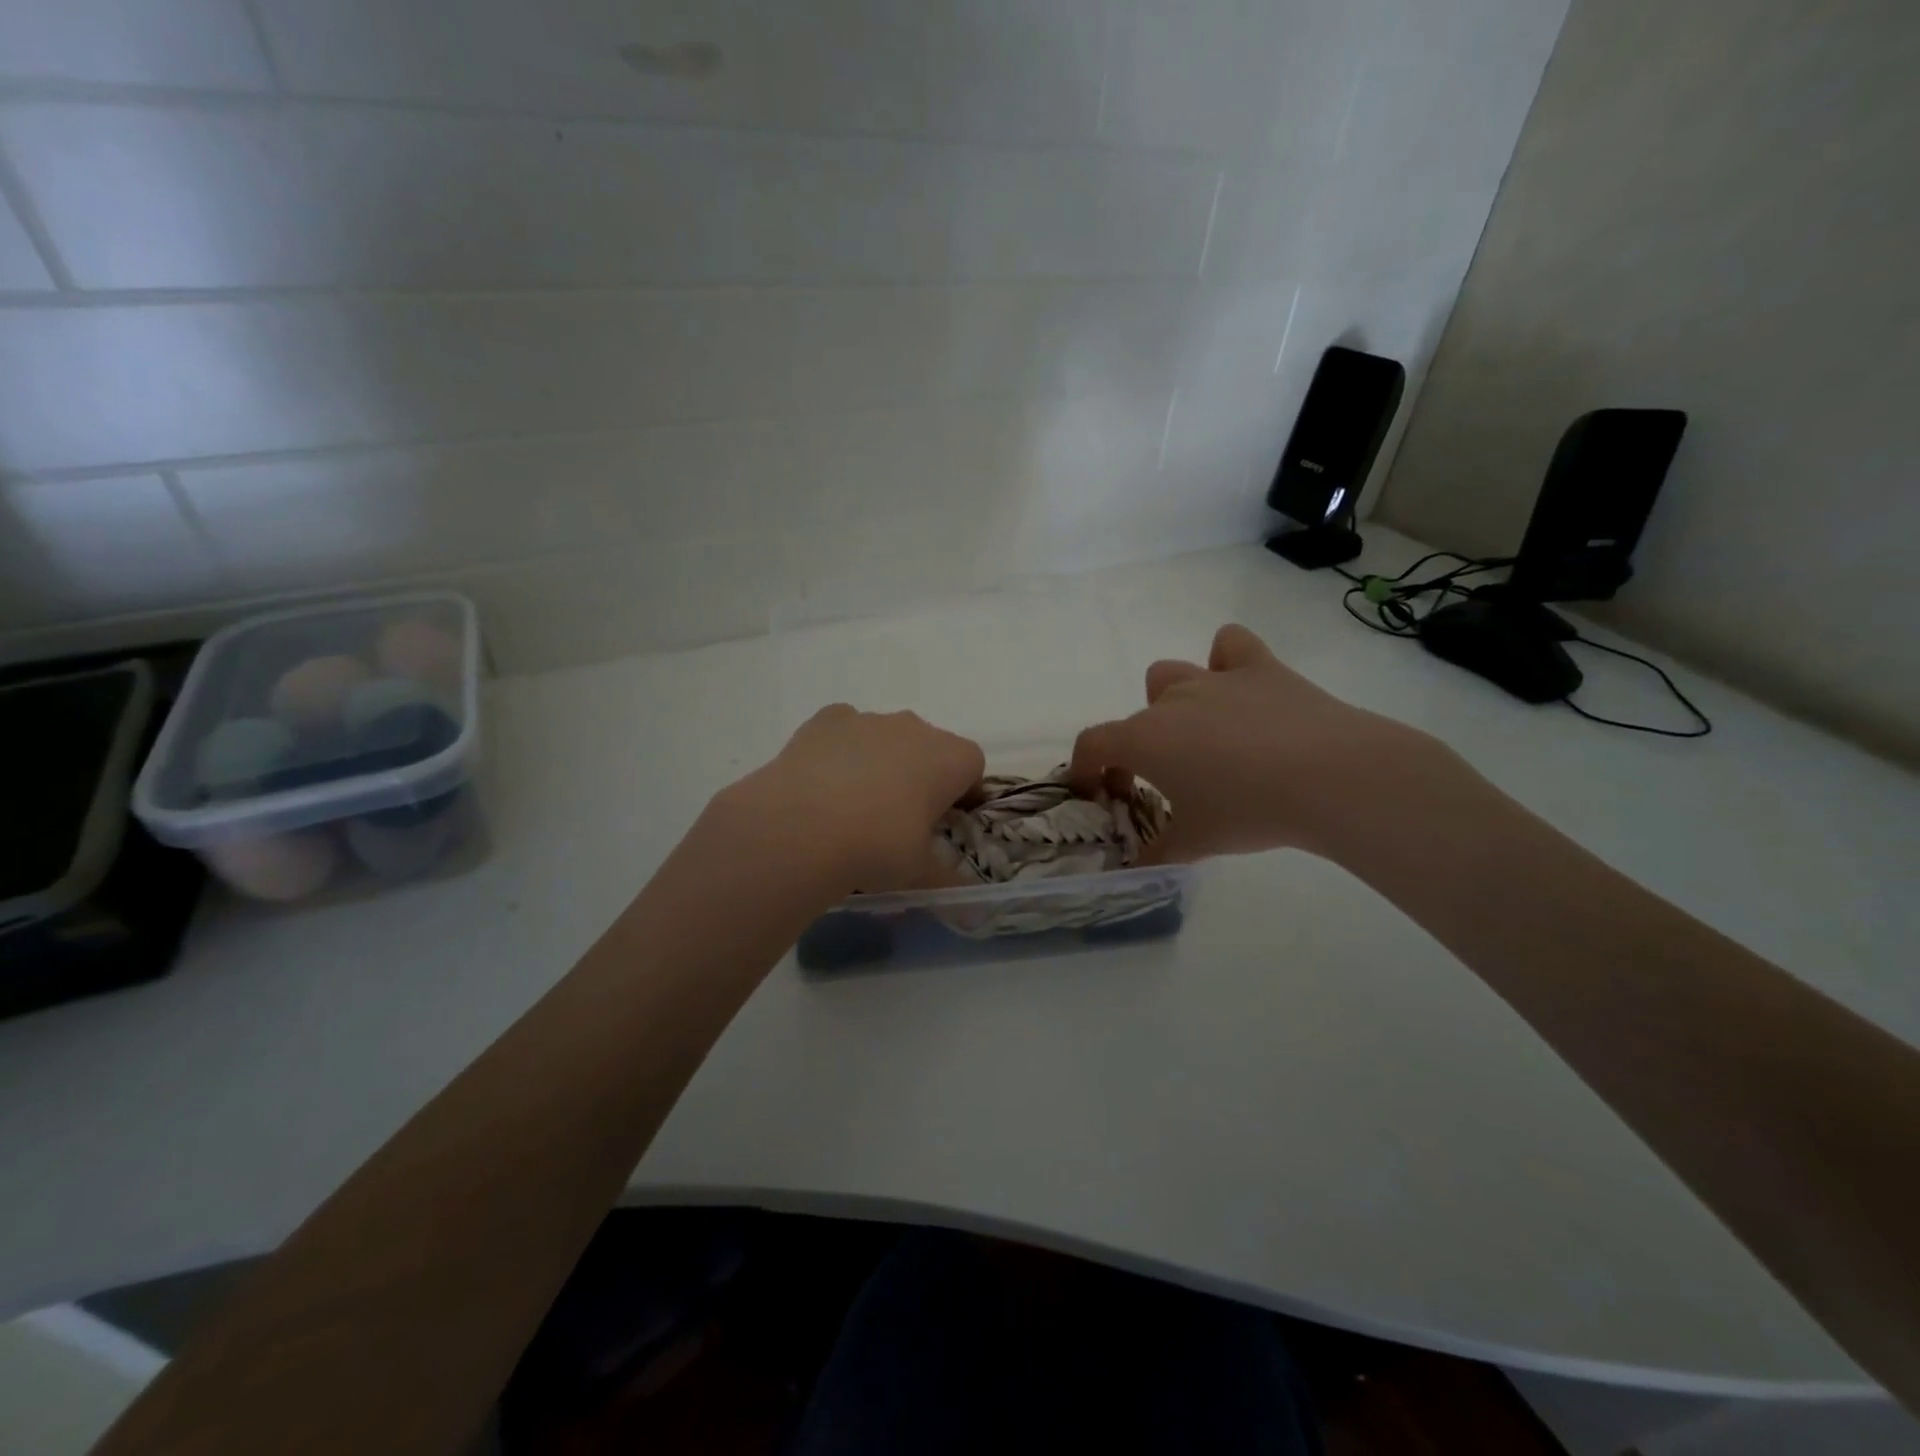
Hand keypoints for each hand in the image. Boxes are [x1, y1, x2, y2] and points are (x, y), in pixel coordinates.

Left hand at [712, 706, 985, 894]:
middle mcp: (915, 728)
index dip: (962, 792)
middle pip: (929, 747)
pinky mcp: (827, 720)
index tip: (946, 821)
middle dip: (920, 775)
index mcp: (950, 759)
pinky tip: (824, 784)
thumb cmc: (878, 847)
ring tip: (854, 807)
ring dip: (880, 762)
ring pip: (886, 737)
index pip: (972, 766)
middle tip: (900, 818)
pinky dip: (841, 750)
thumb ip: (945, 878)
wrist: (802, 827)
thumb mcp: (919, 872)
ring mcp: (869, 720)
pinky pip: (844, 730)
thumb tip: (963, 900)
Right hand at [1070, 624, 1445, 862]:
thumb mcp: (1196, 844)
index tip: (1099, 792)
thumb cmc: (1249, 812)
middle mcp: (1170, 701)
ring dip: (1172, 702)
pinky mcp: (1259, 667)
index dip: (1086, 767)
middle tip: (1166, 782)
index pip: (1093, 744)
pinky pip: (1230, 645)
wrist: (1330, 779)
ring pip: (1170, 676)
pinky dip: (1227, 660)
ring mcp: (1214, 678)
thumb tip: (1138, 866)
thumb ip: (1157, 853)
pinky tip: (1239, 686)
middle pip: (1136, 718)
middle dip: (1139, 748)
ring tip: (1200, 734)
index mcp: (1144, 740)